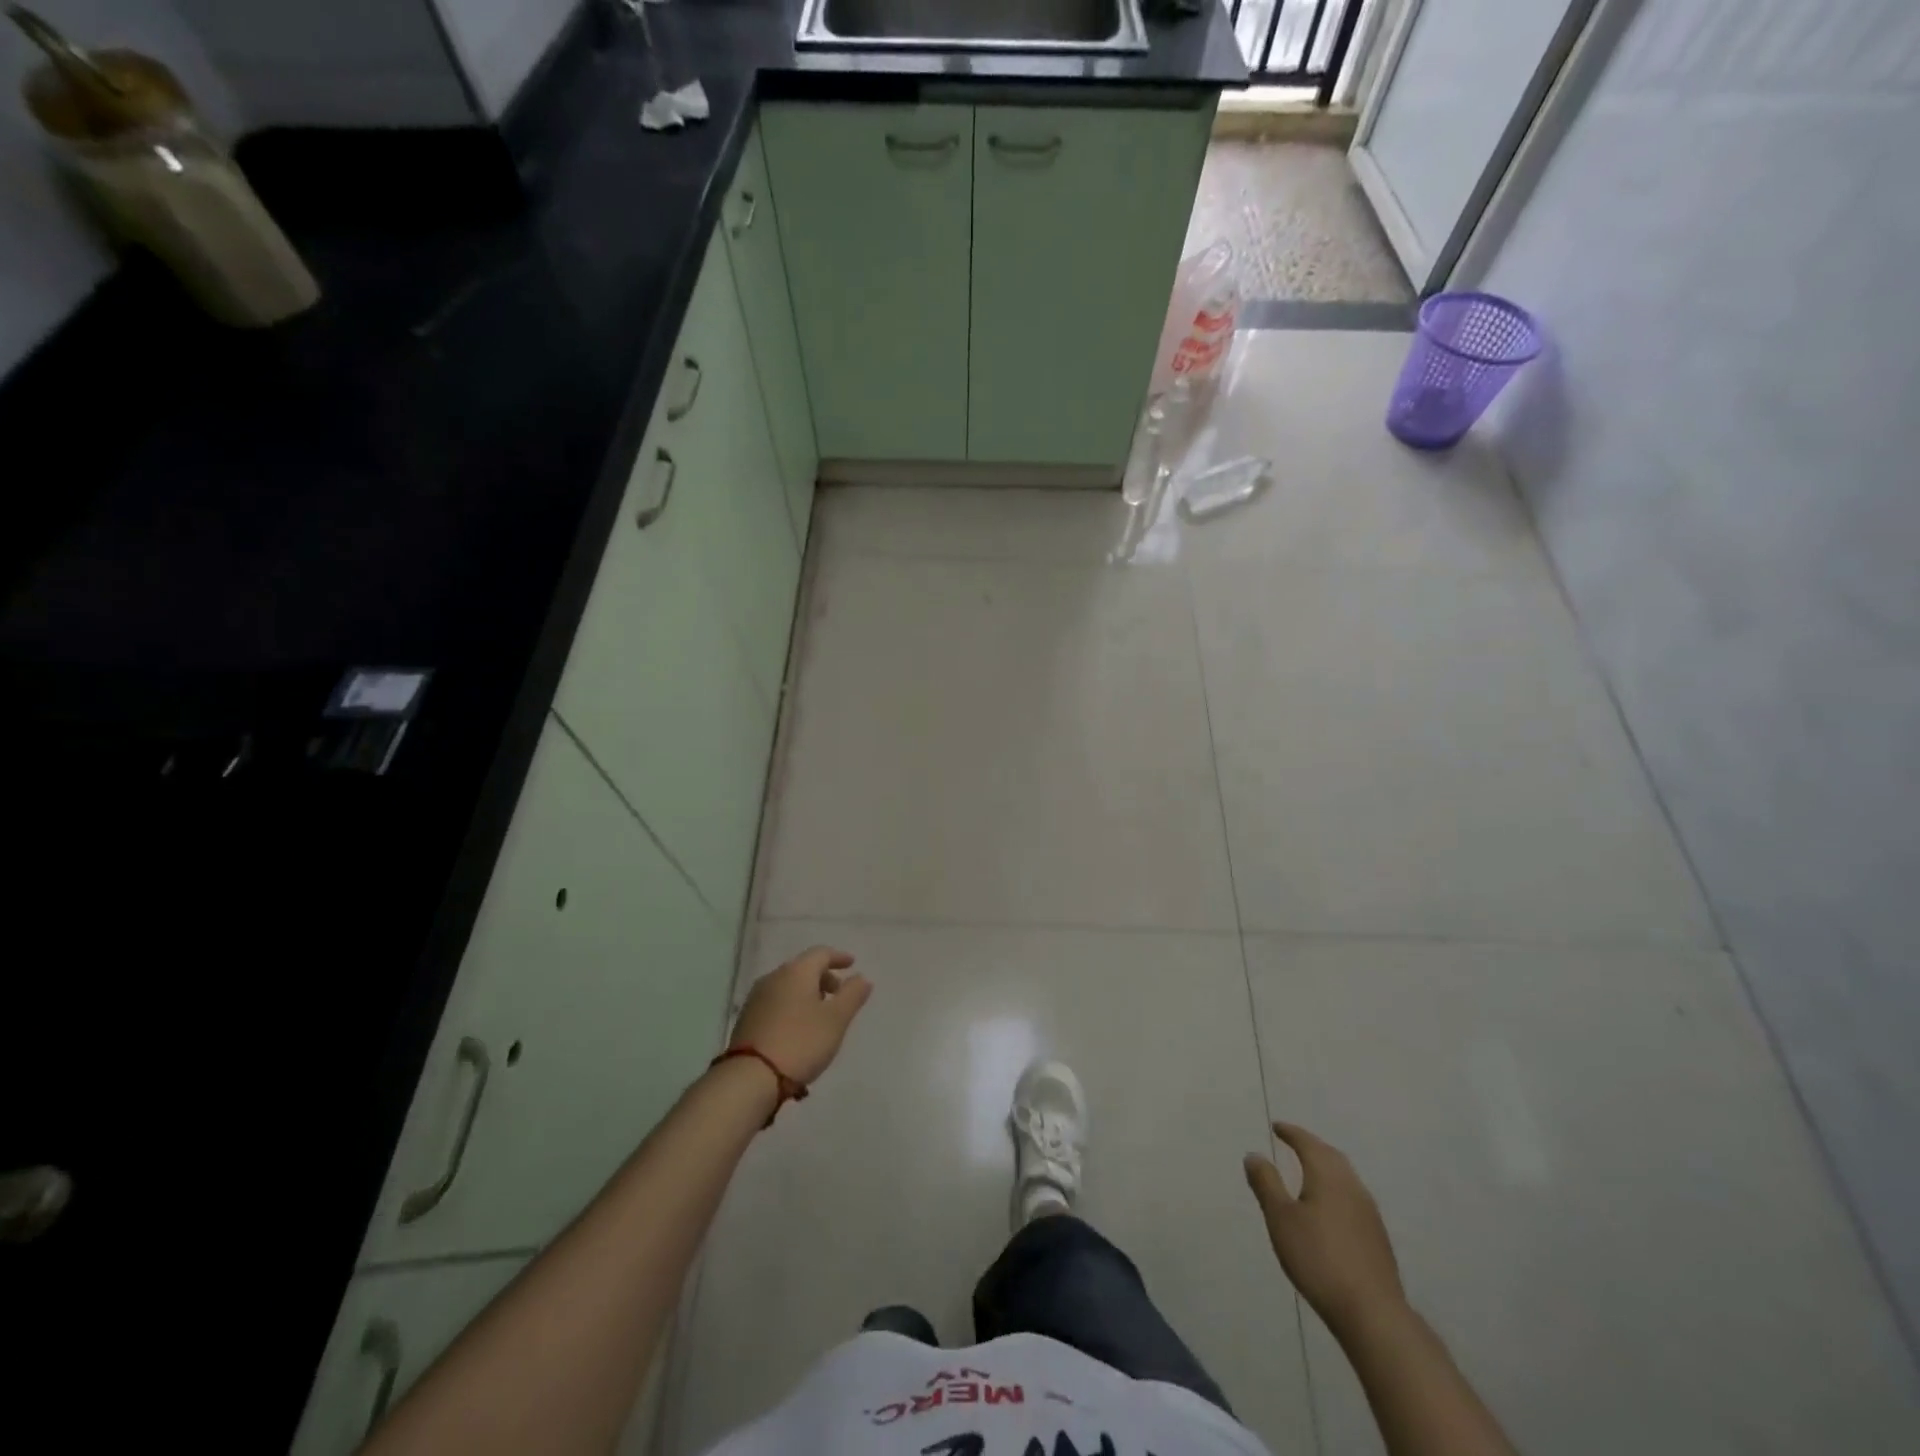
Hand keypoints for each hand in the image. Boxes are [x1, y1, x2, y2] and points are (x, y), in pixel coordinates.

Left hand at [728, 946, 871, 1086]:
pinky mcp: (746, 1019)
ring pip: (788, 986)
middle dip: (823, 977)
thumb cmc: (801, 1042)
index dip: (838, 957)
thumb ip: (852, 995)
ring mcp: (756, 998)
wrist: (750, 1077)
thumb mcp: (836, 1019)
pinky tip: (798, 1027)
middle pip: (803, 968)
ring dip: (807, 993)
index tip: (852, 964)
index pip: (820, 953)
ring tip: (820, 1014)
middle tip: (839, 993)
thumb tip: (861, 977)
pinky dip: (792, 1006)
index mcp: (796, 972)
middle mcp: (774, 978)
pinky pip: (776, 1002)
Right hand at [1245, 1121, 1406, 1337]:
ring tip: (1309, 1172)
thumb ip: (1266, 1183)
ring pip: (1345, 1178)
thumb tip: (1254, 1154)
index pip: (1308, 1143)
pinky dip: (1336, 1190)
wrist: (1372, 1313)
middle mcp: (1352, 1187)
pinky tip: (1329, 1209)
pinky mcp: (1377, 1238)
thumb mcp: (1280, 1218)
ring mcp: (1369, 1213)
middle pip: (1331, 1156)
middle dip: (1311, 1146)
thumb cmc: (1318, 1258)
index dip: (1291, 1133)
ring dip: (1326, 1168)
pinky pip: (1352, 1199)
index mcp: (1328, 1176)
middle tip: (1294, 1142)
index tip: (1277, 1127)